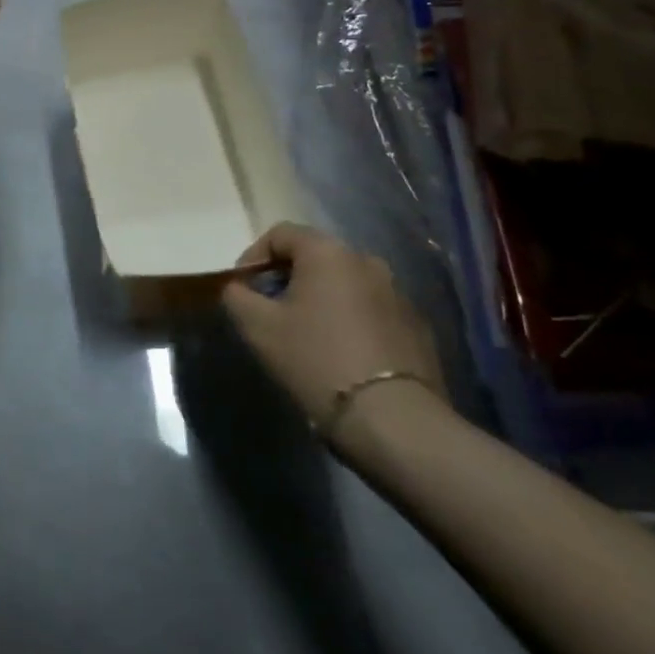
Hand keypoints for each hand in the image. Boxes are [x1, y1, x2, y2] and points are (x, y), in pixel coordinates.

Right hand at [222, 223, 445, 429]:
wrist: (393, 419)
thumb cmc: (316, 360)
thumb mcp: (258, 328)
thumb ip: (237, 297)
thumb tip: (237, 287)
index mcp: (327, 252)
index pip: (281, 234)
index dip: (253, 256)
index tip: (242, 289)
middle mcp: (366, 260)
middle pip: (315, 257)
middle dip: (288, 278)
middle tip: (270, 312)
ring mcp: (397, 292)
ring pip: (345, 284)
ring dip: (321, 300)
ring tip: (306, 335)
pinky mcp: (416, 325)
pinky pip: (371, 310)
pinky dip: (350, 321)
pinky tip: (342, 355)